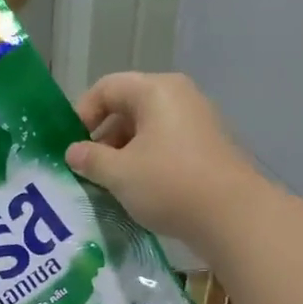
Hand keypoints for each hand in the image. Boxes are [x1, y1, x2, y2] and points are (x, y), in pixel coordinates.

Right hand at [65, 72, 266, 246]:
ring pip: (146, 129)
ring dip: (122, 153)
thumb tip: (73, 153)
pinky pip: (165, 145)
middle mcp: (178, 96)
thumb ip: (90, 159)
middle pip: (127, 106)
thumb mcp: (119, 173)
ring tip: (110, 184)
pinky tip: (138, 190)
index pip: (107, 88)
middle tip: (88, 169)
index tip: (71, 147)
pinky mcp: (206, 147)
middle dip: (102, 137)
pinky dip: (145, 161)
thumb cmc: (168, 184)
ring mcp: (196, 121)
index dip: (82, 114)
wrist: (231, 215)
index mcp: (156, 90)